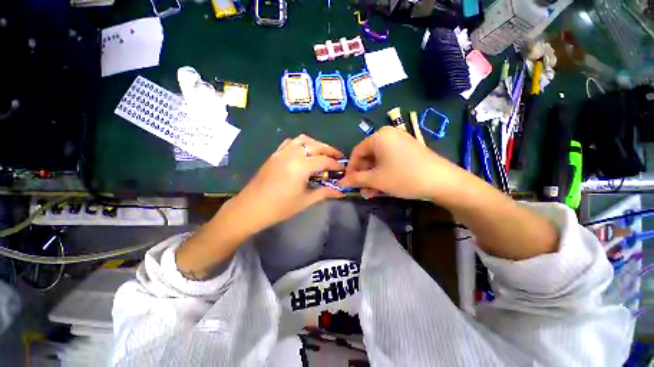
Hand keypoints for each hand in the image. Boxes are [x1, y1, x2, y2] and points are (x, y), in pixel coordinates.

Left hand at [227, 134, 344, 233]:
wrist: (251, 208)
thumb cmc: (280, 207)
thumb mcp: (305, 201)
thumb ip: (324, 192)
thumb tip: (341, 192)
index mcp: (301, 166)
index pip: (324, 160)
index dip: (336, 164)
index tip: (343, 169)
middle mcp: (292, 154)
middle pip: (316, 145)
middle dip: (330, 150)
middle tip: (338, 157)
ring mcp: (282, 152)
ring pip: (303, 140)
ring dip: (316, 144)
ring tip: (322, 153)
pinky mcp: (275, 154)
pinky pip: (290, 142)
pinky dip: (301, 144)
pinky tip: (304, 153)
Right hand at [340, 127, 462, 199]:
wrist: (442, 181)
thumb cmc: (403, 176)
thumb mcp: (376, 179)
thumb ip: (355, 180)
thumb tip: (340, 182)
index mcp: (379, 136)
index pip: (356, 152)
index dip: (351, 168)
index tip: (349, 182)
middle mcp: (389, 135)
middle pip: (368, 157)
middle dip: (363, 175)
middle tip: (361, 190)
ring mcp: (400, 143)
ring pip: (378, 161)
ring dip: (372, 178)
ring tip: (370, 193)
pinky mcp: (408, 151)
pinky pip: (389, 162)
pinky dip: (383, 174)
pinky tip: (381, 188)